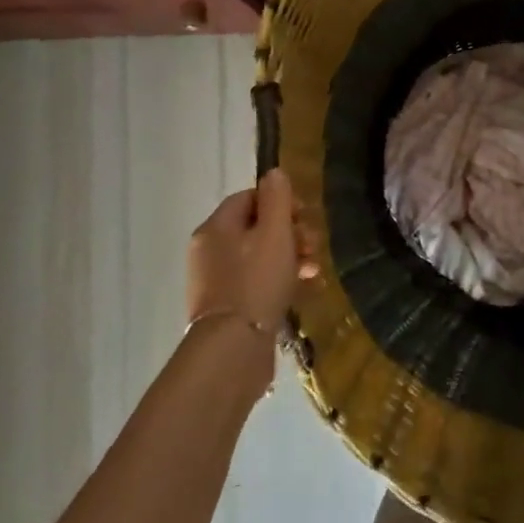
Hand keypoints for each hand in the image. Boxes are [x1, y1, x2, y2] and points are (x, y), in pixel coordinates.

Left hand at [185, 169, 311, 332]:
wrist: (233, 348)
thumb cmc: (256, 281)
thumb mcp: (274, 232)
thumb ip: (277, 199)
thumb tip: (274, 173)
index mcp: (216, 227)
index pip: (249, 197)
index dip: (280, 201)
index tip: (304, 216)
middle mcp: (209, 250)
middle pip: (255, 227)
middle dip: (291, 232)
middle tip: (314, 244)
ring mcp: (215, 280)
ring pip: (259, 255)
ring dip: (290, 256)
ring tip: (314, 269)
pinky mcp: (226, 306)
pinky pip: (256, 281)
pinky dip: (279, 279)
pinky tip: (303, 287)